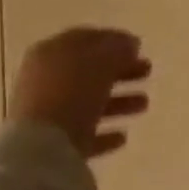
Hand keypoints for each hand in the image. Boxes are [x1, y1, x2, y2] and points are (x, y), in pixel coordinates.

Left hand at [10, 27, 151, 159]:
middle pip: (89, 71)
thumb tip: (130, 44)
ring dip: (118, 102)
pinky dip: (104, 133)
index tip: (139, 46)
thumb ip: (118, 48)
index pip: (86, 39)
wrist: (40, 150)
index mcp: (51, 52)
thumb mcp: (101, 60)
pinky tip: (123, 136)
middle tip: (148, 70)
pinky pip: (83, 134)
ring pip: (89, 103)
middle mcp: (45, 80)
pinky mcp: (52, 146)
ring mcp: (47, 114)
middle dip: (121, 70)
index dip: (114, 40)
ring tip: (144, 104)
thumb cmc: (71, 92)